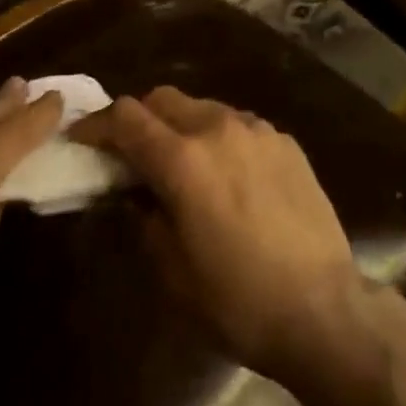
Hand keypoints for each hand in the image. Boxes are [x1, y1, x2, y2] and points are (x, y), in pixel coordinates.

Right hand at [70, 87, 365, 388]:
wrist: (321, 307)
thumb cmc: (236, 300)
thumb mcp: (172, 272)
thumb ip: (144, 219)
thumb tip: (135, 194)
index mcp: (182, 159)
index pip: (127, 117)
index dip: (98, 124)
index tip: (83, 139)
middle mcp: (218, 128)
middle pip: (165, 98)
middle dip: (139, 119)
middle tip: (130, 154)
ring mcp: (258, 130)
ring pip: (204, 107)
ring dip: (181, 126)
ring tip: (181, 165)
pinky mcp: (286, 142)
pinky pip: (240, 125)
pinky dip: (219, 138)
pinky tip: (227, 175)